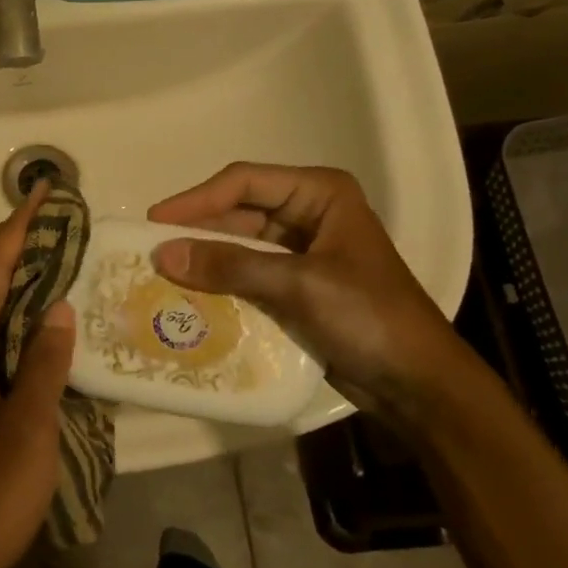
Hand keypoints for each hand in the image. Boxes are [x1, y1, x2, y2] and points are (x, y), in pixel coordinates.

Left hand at [0, 185, 75, 567]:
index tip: (43, 195)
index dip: (15, 228)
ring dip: (10, 274)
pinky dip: (11, 309)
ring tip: (54, 258)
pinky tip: (40, 320)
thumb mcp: (28, 428)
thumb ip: (44, 363)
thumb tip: (58, 306)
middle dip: (10, 242)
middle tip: (55, 223)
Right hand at [147, 163, 465, 411]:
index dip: (196, 200)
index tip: (154, 222)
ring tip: (162, 276)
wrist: (417, 384)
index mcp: (319, 194)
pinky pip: (247, 274)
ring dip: (206, 260)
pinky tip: (191, 298)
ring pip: (239, 245)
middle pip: (238, 212)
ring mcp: (302, 251)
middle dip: (197, 232)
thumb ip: (230, 266)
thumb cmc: (368, 318)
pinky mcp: (295, 286)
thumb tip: (163, 253)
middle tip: (150, 252)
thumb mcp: (298, 285)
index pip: (244, 182)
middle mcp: (308, 213)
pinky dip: (220, 283)